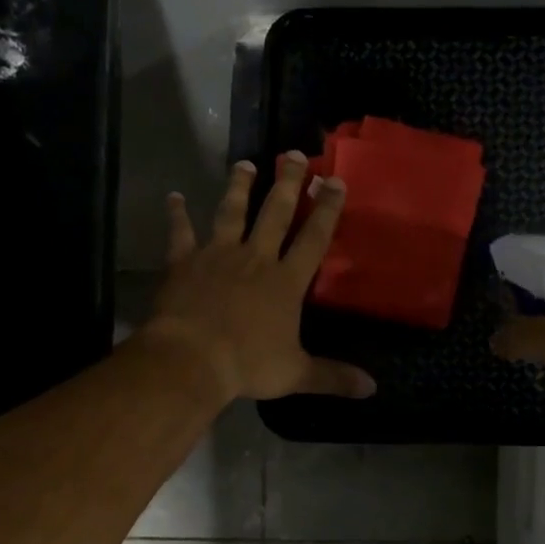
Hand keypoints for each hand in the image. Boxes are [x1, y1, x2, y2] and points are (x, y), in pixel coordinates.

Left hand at [142, 152, 376, 402]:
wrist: (192, 359)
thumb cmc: (247, 365)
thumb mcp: (295, 374)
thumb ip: (332, 377)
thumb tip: (371, 388)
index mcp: (285, 281)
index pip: (313, 239)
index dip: (327, 210)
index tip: (336, 180)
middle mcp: (254, 259)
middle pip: (275, 213)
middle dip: (288, 183)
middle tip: (295, 154)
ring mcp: (217, 256)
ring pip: (231, 213)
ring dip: (239, 187)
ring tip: (245, 164)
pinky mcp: (183, 263)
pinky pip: (180, 233)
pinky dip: (176, 215)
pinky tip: (173, 197)